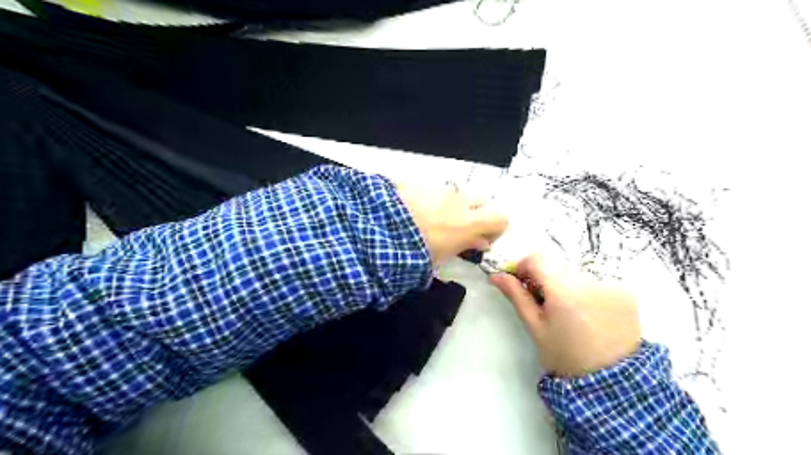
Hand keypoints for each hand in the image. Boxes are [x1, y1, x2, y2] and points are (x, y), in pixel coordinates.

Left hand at [398, 181, 504, 263]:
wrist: (379, 227)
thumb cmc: (413, 250)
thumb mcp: (442, 256)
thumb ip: (465, 245)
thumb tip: (480, 242)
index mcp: (468, 222)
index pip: (501, 219)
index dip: (496, 229)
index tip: (482, 240)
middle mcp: (459, 201)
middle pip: (482, 201)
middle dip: (476, 213)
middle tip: (460, 228)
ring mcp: (440, 189)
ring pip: (457, 193)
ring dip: (453, 205)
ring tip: (432, 220)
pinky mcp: (421, 182)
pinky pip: (436, 189)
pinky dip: (433, 199)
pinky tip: (415, 210)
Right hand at [487, 255, 639, 378]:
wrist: (611, 383)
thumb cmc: (564, 355)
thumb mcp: (536, 327)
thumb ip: (517, 296)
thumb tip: (496, 275)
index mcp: (564, 291)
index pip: (537, 259)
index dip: (524, 267)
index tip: (522, 283)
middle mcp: (590, 281)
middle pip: (557, 267)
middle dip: (546, 280)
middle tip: (545, 304)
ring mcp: (611, 285)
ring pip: (576, 274)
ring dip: (567, 286)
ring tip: (570, 314)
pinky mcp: (627, 292)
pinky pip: (597, 282)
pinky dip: (588, 292)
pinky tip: (590, 314)